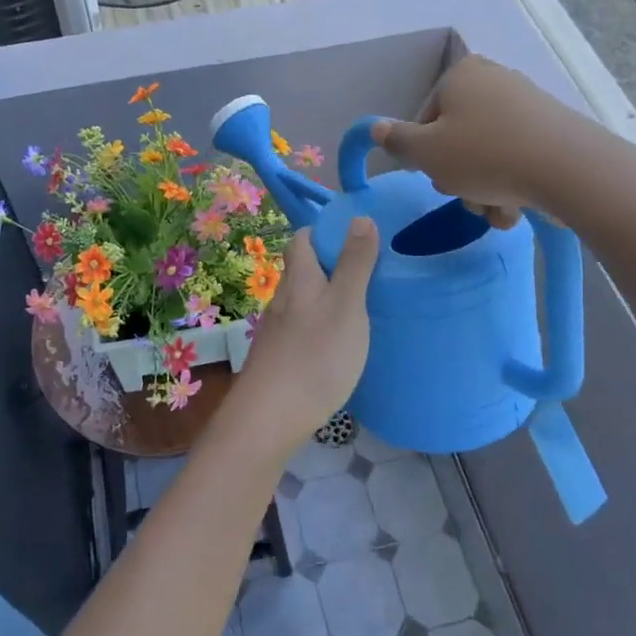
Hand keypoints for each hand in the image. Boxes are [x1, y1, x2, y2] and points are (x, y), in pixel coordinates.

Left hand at [230, 220, 379, 449]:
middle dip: (328, 267)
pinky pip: (299, 330)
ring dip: (324, 299)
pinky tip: (336, 347)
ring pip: (300, 302)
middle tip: (366, 277)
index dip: (324, 232)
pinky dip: (318, 328)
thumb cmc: (315, 356)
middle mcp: (281, 299)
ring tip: (357, 311)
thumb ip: (354, 263)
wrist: (269, 418)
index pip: (301, 239)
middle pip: (301, 270)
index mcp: (298, 279)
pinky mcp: (276, 358)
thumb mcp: (346, 305)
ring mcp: (275, 331)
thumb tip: (359, 217)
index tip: (356, 240)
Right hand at [370, 54, 576, 224]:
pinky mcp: (553, 128)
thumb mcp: (427, 153)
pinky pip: (518, 157)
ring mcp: (527, 103)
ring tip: (496, 211)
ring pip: (488, 155)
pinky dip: (512, 184)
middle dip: (459, 177)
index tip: (435, 176)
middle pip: (458, 138)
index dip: (424, 155)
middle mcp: (494, 80)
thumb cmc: (484, 156)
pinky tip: (517, 209)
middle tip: (467, 196)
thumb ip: (397, 141)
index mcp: (461, 75)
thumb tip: (375, 128)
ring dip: (484, 190)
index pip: (425, 119)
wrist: (569, 169)